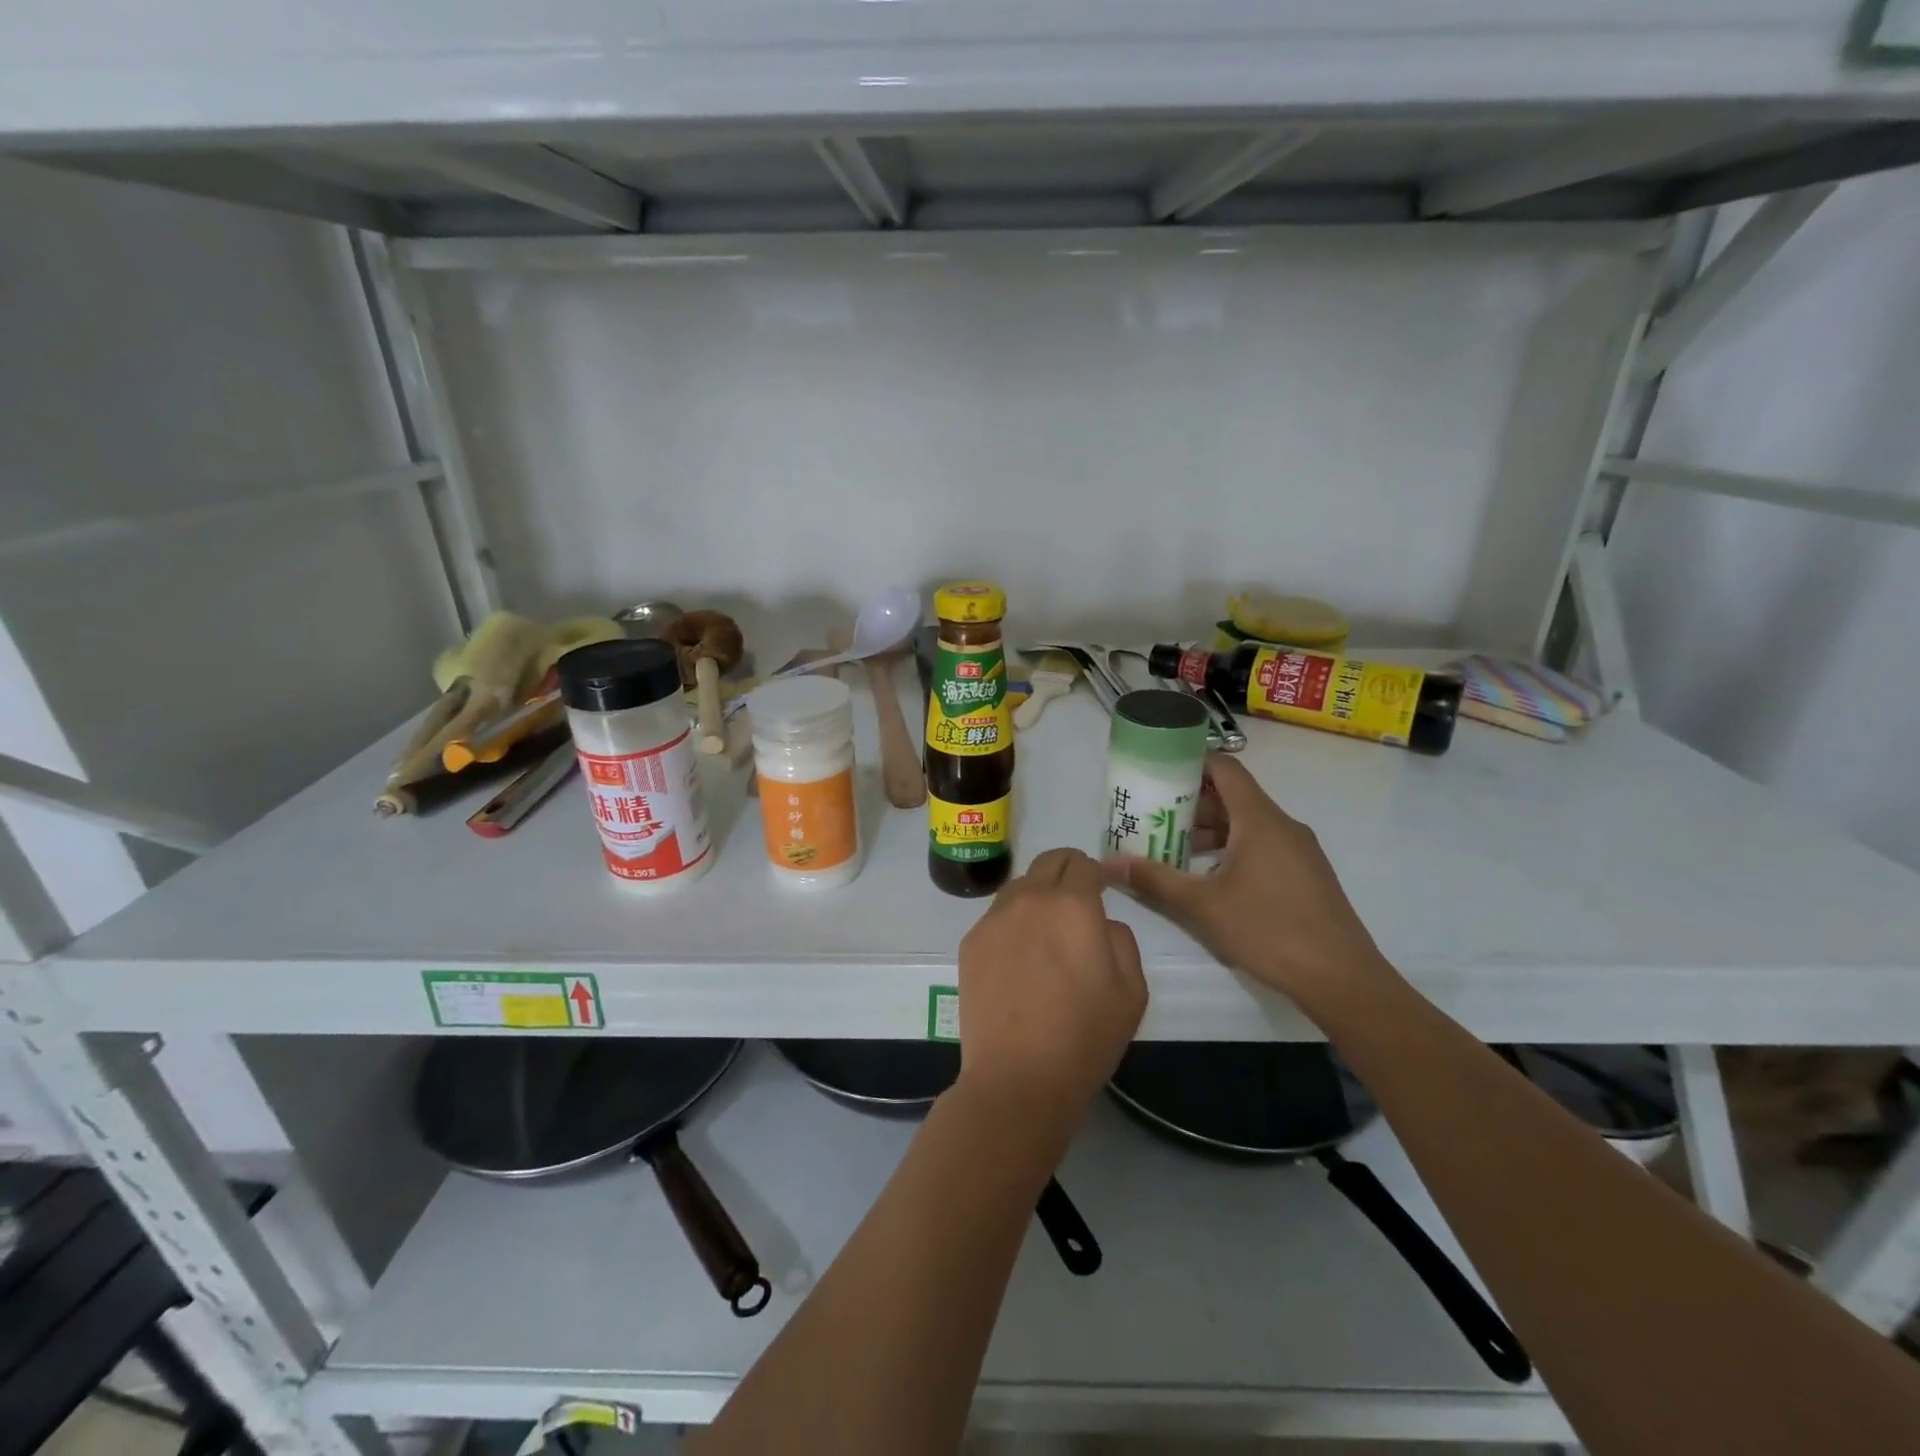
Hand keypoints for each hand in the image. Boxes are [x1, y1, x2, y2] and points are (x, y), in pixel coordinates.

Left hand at [955, 848, 1147, 1138]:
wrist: (1018, 1078)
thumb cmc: (1084, 1037)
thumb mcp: (1132, 990)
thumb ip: (1121, 939)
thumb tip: (1100, 922)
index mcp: (1072, 905)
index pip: (1082, 862)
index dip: (1096, 873)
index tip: (1102, 892)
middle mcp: (1029, 900)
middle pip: (1048, 862)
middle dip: (1067, 873)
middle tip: (1077, 904)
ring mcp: (994, 919)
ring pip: (1019, 886)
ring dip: (1037, 896)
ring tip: (1046, 934)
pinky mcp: (970, 942)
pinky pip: (997, 916)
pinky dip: (1013, 923)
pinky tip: (1019, 960)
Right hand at [1101, 754, 1397, 1016]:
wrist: (1341, 978)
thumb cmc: (1268, 930)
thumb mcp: (1201, 906)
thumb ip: (1154, 880)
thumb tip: (1108, 863)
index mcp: (1260, 819)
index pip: (1224, 769)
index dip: (1191, 764)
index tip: (1158, 774)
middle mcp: (1283, 825)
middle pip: (1233, 797)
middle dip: (1192, 804)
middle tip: (1154, 819)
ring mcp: (1299, 851)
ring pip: (1248, 824)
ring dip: (1211, 832)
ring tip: (1174, 852)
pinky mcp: (1307, 875)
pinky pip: (1263, 846)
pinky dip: (1233, 850)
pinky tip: (1211, 880)